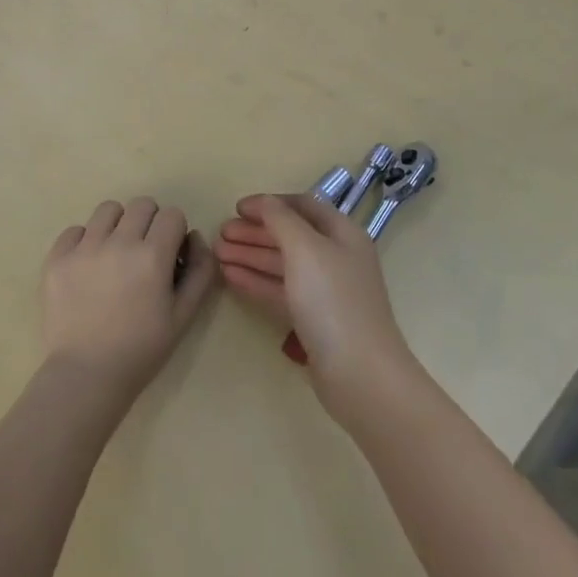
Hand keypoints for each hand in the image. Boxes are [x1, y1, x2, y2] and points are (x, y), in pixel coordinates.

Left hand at [42, 197, 217, 400]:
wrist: (86, 375)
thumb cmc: (142, 349)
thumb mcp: (184, 315)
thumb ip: (200, 271)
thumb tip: (194, 237)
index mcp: (152, 256)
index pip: (172, 214)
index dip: (175, 232)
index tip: (169, 254)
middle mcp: (118, 242)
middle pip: (141, 204)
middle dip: (149, 223)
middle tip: (144, 252)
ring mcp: (83, 248)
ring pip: (108, 210)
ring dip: (118, 224)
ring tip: (114, 253)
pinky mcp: (56, 258)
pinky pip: (75, 230)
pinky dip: (85, 241)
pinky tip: (88, 267)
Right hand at [215, 194, 415, 422]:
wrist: (360, 374)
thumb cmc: (332, 301)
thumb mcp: (304, 249)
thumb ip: (280, 219)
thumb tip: (263, 202)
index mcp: (342, 234)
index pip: (302, 206)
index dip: (269, 204)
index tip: (237, 208)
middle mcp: (336, 258)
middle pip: (290, 235)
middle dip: (255, 232)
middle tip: (220, 233)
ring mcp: (326, 291)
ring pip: (282, 264)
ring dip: (250, 255)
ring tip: (217, 253)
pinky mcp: (314, 320)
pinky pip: (281, 290)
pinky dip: (256, 280)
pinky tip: (230, 277)